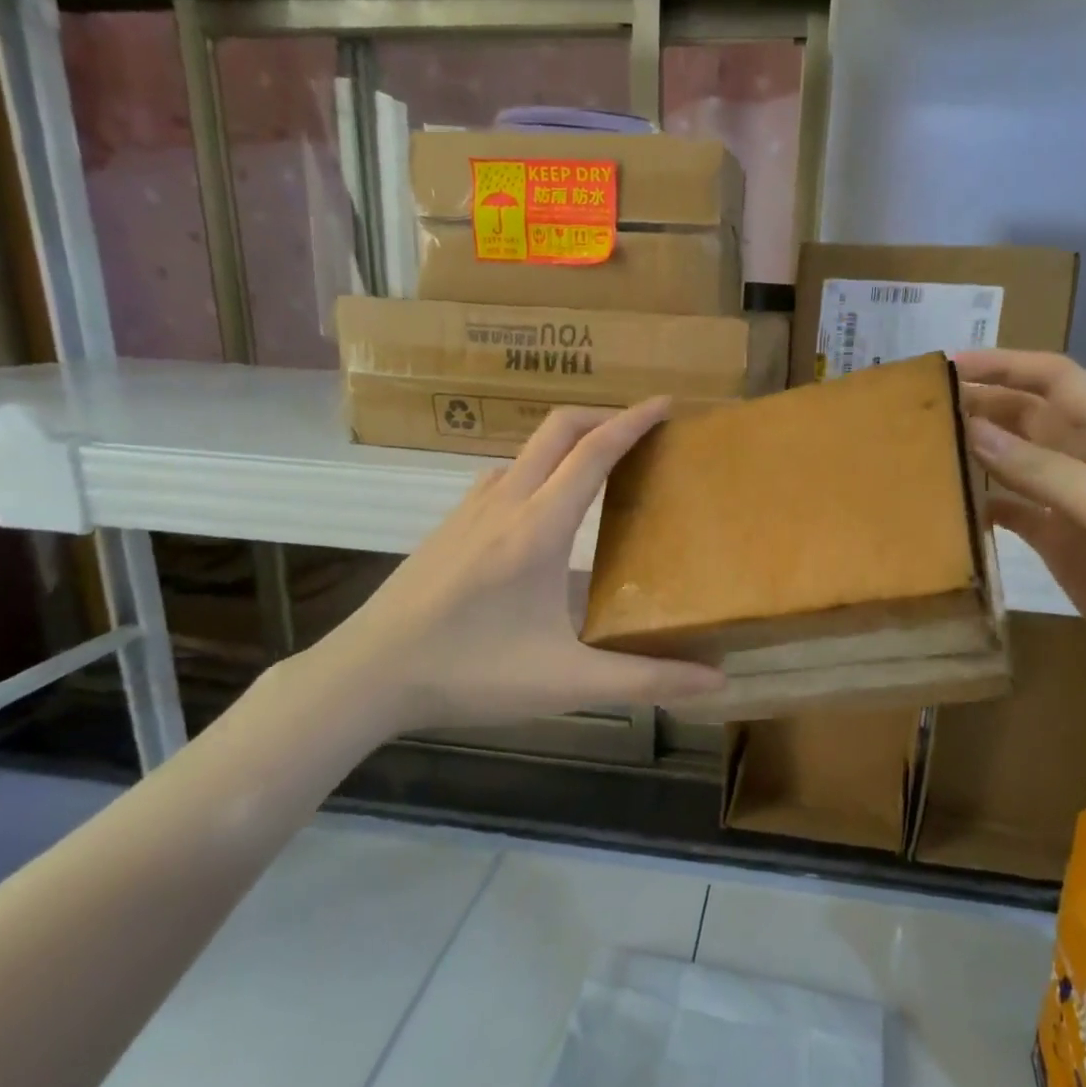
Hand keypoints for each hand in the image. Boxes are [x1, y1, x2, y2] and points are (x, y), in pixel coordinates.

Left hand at [311, 399, 723, 739]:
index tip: (667, 404)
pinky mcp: (447, 528)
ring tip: (599, 467)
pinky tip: (541, 511)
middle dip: (602, 416)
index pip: (593, 452)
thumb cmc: (470, 673)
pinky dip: (537, 470)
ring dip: (567, 443)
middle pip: (556, 430)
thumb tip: (718, 681)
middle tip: (641, 431)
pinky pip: (502, 477)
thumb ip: (646, 679)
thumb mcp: (567, 683)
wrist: (367, 675)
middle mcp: (503, 503)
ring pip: (525, 451)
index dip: (633, 422)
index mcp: (537, 528)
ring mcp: (468, 511)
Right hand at [955, 350, 1085, 709]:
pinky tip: (950, 504)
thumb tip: (972, 429)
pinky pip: (1011, 508)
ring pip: (1015, 460)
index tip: (949, 365)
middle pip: (1030, 415)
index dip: (1006, 365)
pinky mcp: (1059, 541)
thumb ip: (1042, 469)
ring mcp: (1074, 502)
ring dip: (977, 449)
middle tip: (924, 407)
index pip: (1056, 380)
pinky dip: (982, 501)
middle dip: (982, 403)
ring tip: (925, 446)